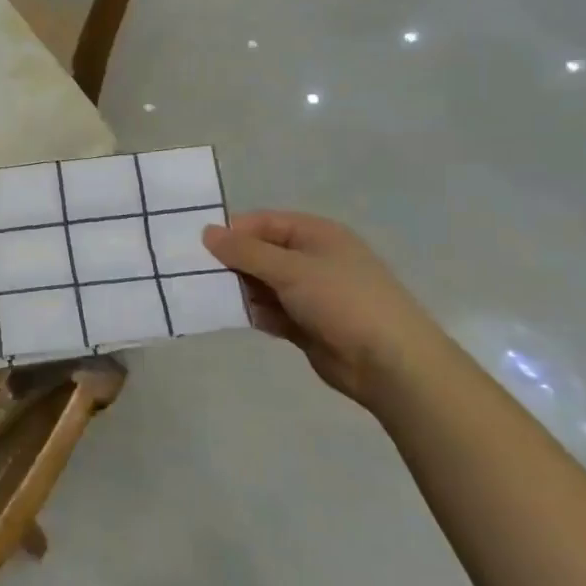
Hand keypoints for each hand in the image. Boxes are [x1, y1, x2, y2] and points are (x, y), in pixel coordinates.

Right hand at [203, 212, 453, 406]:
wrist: (390, 363)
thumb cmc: (342, 300)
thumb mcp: (291, 269)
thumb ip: (246, 252)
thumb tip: (206, 232)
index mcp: (316, 234)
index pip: (264, 222)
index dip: (233, 231)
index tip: (199, 246)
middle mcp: (312, 259)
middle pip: (261, 253)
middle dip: (232, 263)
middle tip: (196, 274)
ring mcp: (310, 293)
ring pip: (263, 284)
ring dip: (240, 290)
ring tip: (208, 296)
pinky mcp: (306, 325)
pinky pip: (270, 312)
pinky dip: (254, 313)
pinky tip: (232, 317)